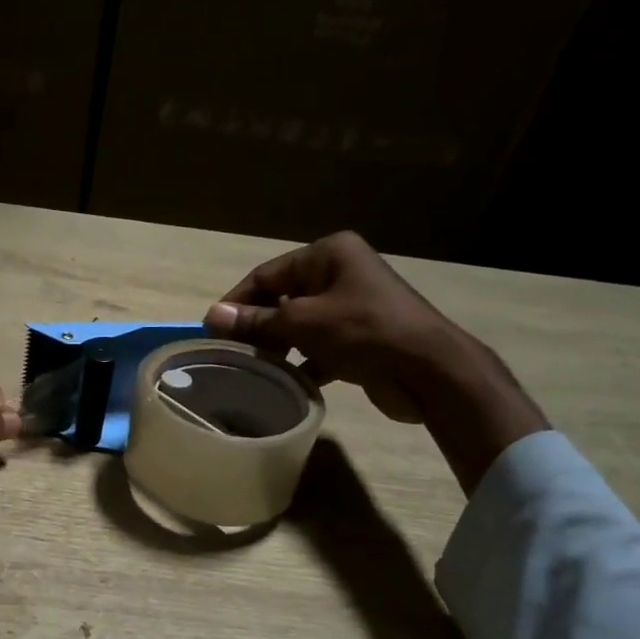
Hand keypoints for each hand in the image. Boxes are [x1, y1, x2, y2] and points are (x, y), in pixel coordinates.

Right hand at [205, 231, 458, 421]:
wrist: (428, 370)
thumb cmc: (363, 332)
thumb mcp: (303, 323)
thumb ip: (256, 321)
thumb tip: (212, 316)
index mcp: (328, 255)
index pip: (267, 274)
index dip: (237, 301)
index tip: (213, 331)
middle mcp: (340, 274)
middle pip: (282, 298)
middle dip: (257, 326)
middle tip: (231, 354)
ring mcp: (352, 307)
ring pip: (299, 325)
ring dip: (277, 347)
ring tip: (253, 371)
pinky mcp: (359, 339)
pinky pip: (318, 347)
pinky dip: (302, 363)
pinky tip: (285, 383)